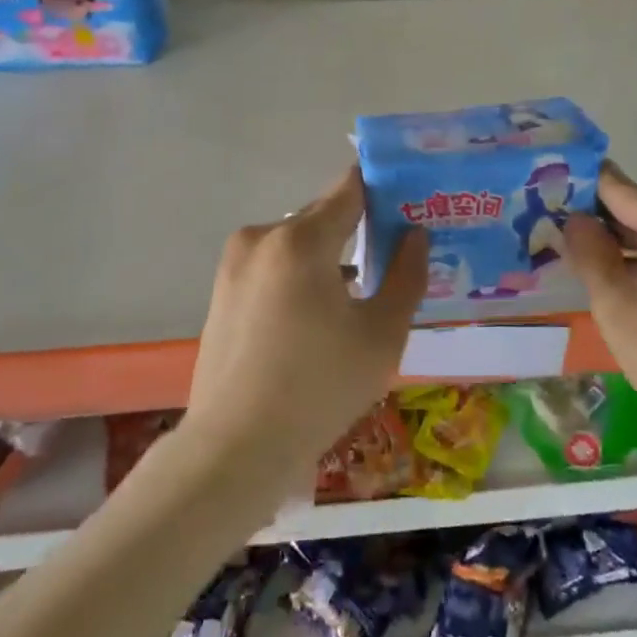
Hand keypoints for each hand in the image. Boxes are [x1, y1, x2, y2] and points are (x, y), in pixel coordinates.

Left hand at [179, 166, 427, 498]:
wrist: (235, 449)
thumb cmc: (319, 388)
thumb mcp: (382, 334)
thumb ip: (407, 275)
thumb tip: (415, 234)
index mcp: (300, 240)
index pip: (349, 189)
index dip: (382, 187)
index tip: (409, 198)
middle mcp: (261, 239)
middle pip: (321, 217)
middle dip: (357, 228)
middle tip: (393, 253)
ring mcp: (234, 266)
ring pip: (296, 245)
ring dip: (327, 258)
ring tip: (358, 294)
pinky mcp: (222, 293)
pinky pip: (272, 268)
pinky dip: (299, 278)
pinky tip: (316, 319)